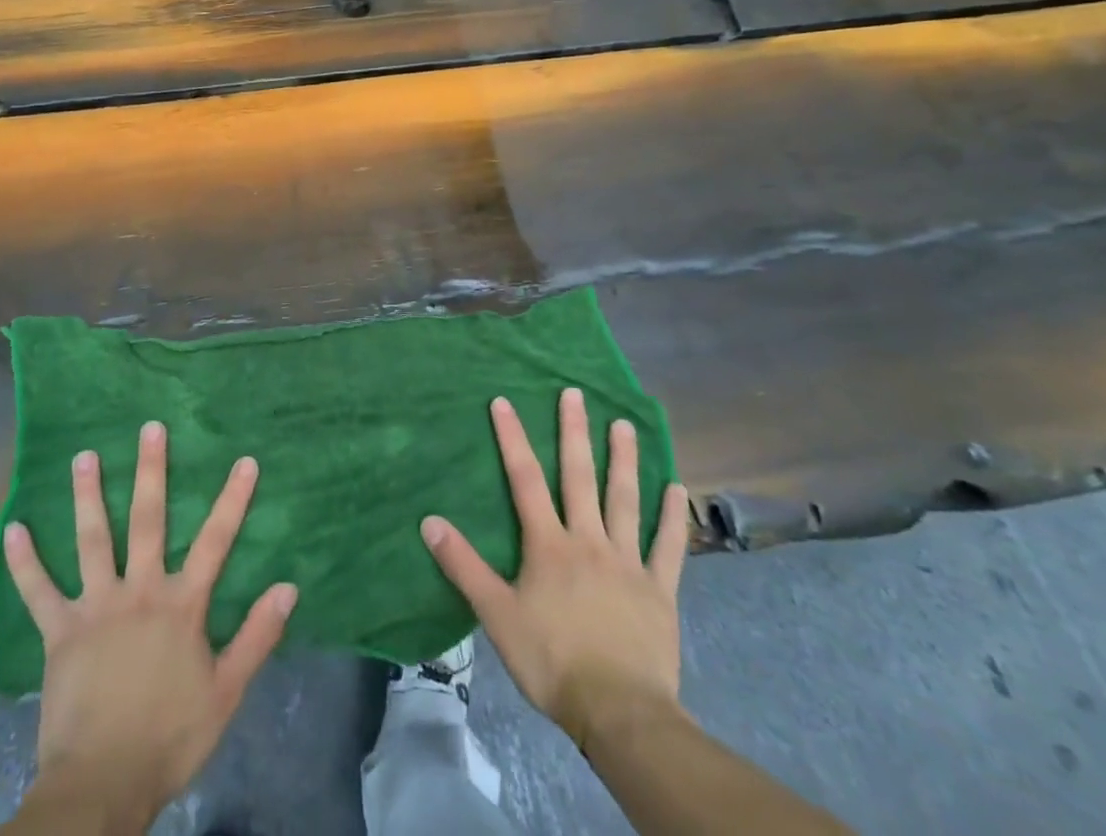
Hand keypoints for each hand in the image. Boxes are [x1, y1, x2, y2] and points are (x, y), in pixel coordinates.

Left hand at [1, 422, 297, 831]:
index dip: (232, 499)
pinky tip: (13, 529)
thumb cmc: (170, 737)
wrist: (103, 785)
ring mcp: (96, 607)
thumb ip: (257, 636)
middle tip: (150, 428)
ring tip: (83, 456)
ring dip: (87, 496)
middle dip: (151, 471)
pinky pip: (38, 591)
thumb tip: (289, 587)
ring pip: (92, 540)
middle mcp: (139, 591)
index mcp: (181, 605)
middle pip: (148, 521)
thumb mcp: (227, 692)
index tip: (244, 460)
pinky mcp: (60, 632)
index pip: (216, 541)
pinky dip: (25, 561)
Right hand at [421, 390, 689, 749]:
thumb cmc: (552, 661)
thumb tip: (429, 521)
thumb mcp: (496, 614)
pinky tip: (677, 488)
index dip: (513, 439)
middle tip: (575, 393)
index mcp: (549, 544)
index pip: (525, 480)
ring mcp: (627, 561)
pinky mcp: (659, 589)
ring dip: (623, 460)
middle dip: (574, 432)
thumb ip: (463, 565)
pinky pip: (668, 546)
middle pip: (579, 476)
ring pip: (624, 500)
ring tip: (624, 424)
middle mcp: (588, 539)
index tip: (504, 401)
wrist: (619, 712)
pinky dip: (673, 517)